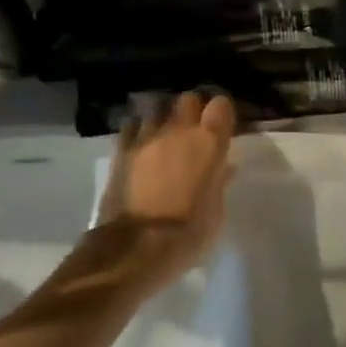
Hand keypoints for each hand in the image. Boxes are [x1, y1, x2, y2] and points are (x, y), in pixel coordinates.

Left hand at [94, 92, 236, 292]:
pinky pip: (131, 126)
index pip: (221, 105)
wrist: (136, 247)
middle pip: (188, 99)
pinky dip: (138, 130)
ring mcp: (147, 137)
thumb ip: (219, 182)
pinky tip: (140, 144)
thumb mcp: (215, 210)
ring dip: (163, 119)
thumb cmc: (188, 233)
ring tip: (163, 135)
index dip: (221, 113)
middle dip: (191, 110)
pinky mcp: (121, 149)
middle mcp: (179, 131)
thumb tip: (224, 168)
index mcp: (209, 143)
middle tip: (192, 130)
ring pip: (156, 108)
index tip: (222, 126)